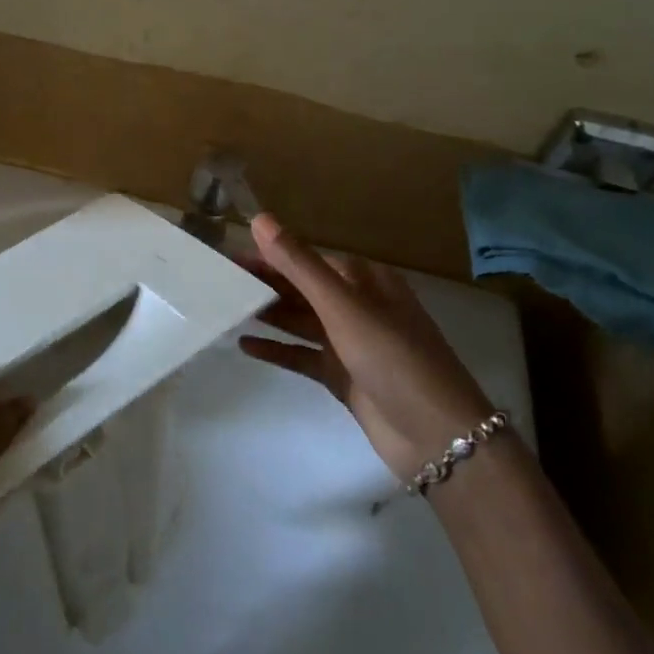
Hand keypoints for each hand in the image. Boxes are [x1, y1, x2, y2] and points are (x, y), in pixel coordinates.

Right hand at [240, 214, 492, 483]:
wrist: (436, 435)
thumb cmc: (392, 357)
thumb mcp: (343, 306)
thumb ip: (299, 264)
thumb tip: (260, 219)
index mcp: (364, 281)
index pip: (307, 259)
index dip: (269, 255)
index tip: (229, 256)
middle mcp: (357, 306)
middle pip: (301, 289)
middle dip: (264, 284)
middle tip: (217, 283)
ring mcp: (349, 343)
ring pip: (299, 321)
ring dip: (267, 314)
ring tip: (224, 309)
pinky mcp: (341, 376)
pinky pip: (301, 355)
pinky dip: (276, 349)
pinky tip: (245, 346)